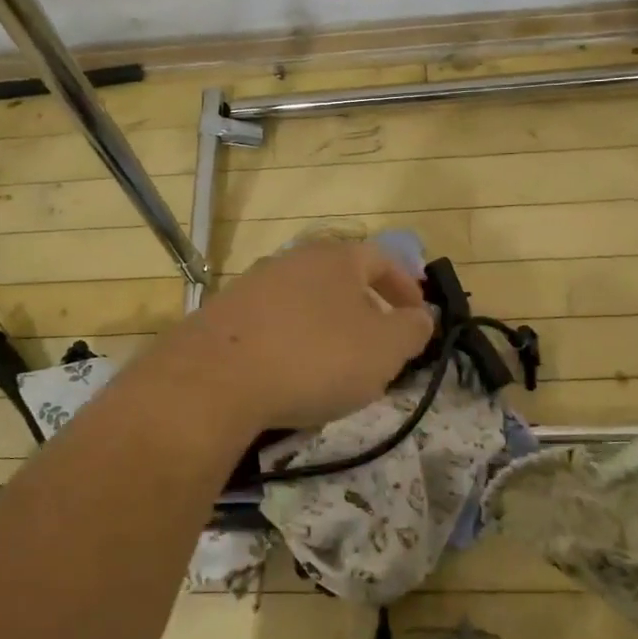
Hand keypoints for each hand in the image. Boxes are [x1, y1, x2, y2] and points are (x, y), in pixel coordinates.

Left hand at [148, 239, 435, 433]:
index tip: (418, 316)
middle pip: (340, 278)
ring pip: (305, 301)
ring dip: (326, 327)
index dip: (406, 286)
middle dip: (365, 309)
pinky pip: (272, 324)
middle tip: (378, 345)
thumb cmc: (315, 358)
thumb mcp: (384, 350)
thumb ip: (412, 330)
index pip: (383, 259)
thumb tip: (422, 317)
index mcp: (336, 258)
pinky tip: (289, 374)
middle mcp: (292, 260)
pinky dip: (291, 342)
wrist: (215, 380)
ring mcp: (252, 285)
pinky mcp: (223, 316)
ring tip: (334, 365)